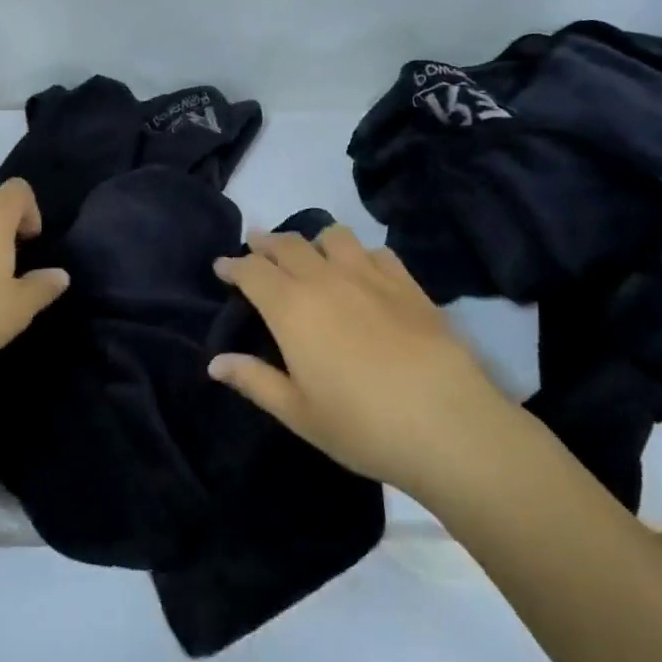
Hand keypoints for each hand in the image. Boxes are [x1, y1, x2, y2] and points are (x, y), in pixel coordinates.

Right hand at [210, 227, 510, 500]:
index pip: (252, 271)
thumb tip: (215, 362)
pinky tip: (362, 271)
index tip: (222, 266)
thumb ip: (254, 380)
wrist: (447, 422)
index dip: (233, 265)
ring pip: (333, 236)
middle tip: (256, 249)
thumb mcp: (298, 412)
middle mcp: (325, 279)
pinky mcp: (407, 283)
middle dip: (266, 243)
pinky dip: (358, 254)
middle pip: (288, 244)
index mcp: (291, 308)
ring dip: (313, 240)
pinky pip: (375, 251)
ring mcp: (369, 276)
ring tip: (310, 255)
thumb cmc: (361, 425)